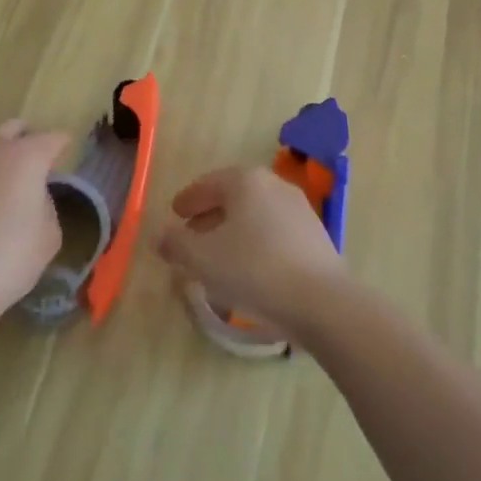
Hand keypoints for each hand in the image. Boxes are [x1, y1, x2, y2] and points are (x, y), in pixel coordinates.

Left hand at [0, 119, 67, 337]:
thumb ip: (46, 203)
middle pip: (14, 127)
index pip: (53, 138)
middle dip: (25, 140)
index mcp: (26, 156)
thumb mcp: (49, 236)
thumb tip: (33, 194)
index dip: (62, 146)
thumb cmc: (6, 262)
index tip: (63, 157)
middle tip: (29, 165)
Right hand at [158, 166, 346, 337]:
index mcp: (246, 181)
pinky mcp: (315, 237)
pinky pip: (274, 233)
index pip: (210, 183)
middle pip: (234, 197)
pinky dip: (255, 243)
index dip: (189, 199)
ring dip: (233, 231)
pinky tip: (247, 270)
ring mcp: (299, 210)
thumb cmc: (253, 269)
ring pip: (255, 215)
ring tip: (217, 256)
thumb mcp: (202, 258)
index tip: (175, 213)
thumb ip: (176, 244)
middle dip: (210, 215)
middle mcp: (275, 186)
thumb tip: (160, 235)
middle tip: (191, 234)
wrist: (320, 300)